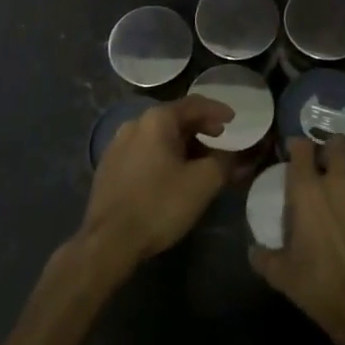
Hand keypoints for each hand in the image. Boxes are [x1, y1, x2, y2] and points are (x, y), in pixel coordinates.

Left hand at [79, 95, 231, 270]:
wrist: (109, 240)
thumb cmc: (159, 204)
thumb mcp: (202, 183)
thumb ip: (224, 163)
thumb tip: (236, 157)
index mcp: (156, 120)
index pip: (193, 104)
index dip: (217, 110)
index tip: (234, 118)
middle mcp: (134, 124)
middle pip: (174, 119)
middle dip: (200, 128)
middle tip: (219, 138)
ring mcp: (117, 145)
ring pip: (157, 136)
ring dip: (181, 144)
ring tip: (198, 161)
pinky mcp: (109, 167)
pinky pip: (143, 152)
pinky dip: (163, 156)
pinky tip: (170, 175)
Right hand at [250, 136, 344, 344]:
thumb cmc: (317, 284)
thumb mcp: (279, 273)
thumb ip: (262, 255)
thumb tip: (254, 249)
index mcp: (307, 190)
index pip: (302, 147)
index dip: (298, 146)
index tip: (294, 154)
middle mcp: (339, 182)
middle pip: (339, 144)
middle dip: (332, 149)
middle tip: (326, 164)